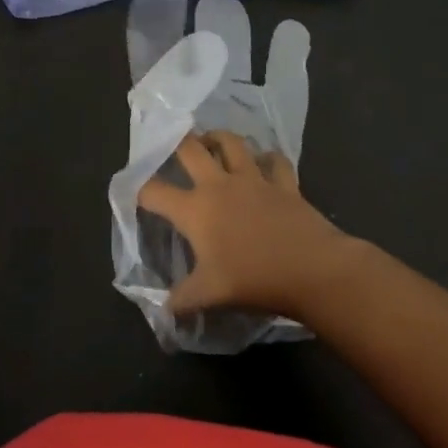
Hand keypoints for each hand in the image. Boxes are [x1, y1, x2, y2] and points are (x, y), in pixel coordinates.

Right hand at [137, 131, 356, 322]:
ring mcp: (254, 179)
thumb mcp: (210, 295)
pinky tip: (266, 162)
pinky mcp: (284, 183)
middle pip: (190, 149)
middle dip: (177, 142)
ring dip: (219, 138)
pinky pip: (275, 161)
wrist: (311, 269)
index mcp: (195, 209)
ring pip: (232, 143)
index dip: (141, 191)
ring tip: (213, 142)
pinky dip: (269, 158)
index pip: (155, 192)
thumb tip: (164, 309)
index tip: (136, 193)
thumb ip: (182, 299)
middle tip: (173, 146)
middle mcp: (220, 185)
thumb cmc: (253, 279)